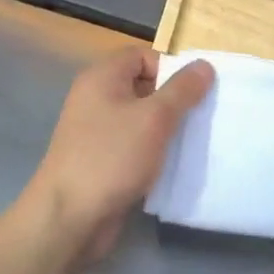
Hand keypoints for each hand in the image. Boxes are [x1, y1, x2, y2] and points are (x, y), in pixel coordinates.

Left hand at [21, 46, 213, 262]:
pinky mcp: (101, 160)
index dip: (169, 68)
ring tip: (192, 142)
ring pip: (140, 118)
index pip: (142, 55)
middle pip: (142, 86)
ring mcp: (96, 131)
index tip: (194, 92)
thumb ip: (182, 90)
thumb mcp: (154, 118)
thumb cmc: (111, 157)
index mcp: (102, 77)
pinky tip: (173, 165)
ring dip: (166, 128)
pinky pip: (133, 145)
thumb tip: (204, 65)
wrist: (68, 218)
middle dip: (173, 100)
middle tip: (200, 117)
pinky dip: (153, 151)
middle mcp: (96, 98)